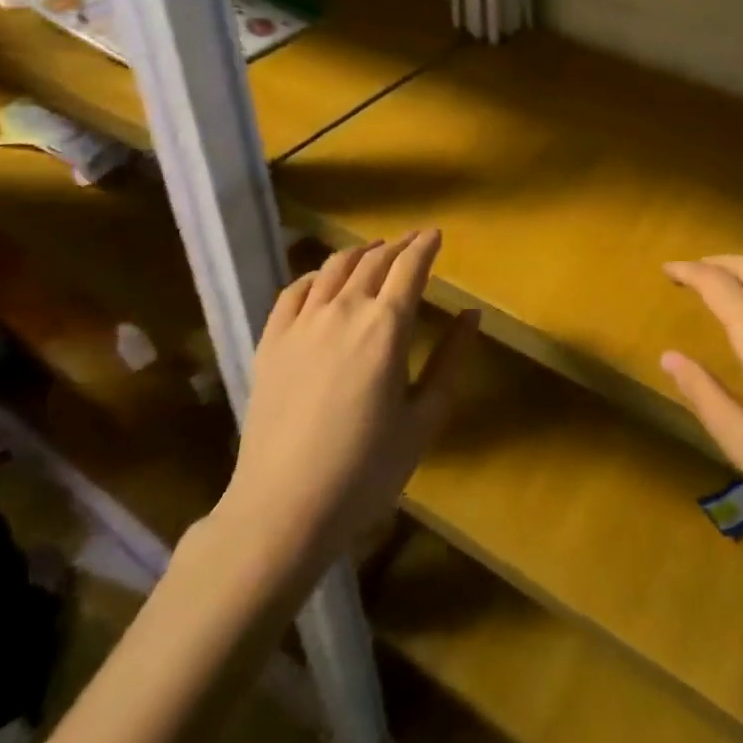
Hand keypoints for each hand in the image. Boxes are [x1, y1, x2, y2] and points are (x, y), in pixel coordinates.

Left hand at [220, 230, 477, 570]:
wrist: (283, 508)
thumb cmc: (366, 469)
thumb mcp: (424, 418)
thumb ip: (451, 360)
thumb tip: (471, 314)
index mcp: (386, 326)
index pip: (410, 267)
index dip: (425, 245)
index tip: (436, 234)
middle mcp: (344, 310)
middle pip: (374, 260)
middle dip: (398, 245)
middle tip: (412, 241)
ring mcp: (302, 323)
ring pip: (334, 268)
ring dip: (360, 253)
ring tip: (373, 251)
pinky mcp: (270, 341)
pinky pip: (294, 291)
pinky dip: (315, 275)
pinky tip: (322, 280)